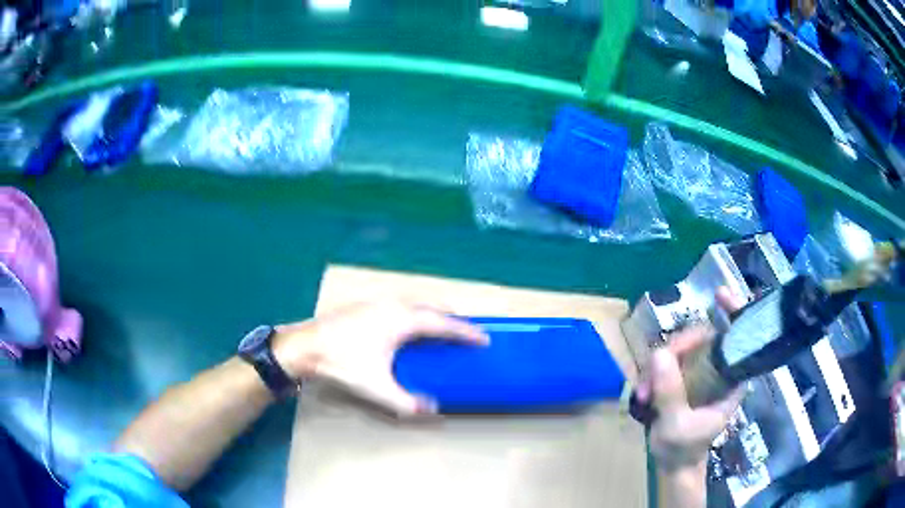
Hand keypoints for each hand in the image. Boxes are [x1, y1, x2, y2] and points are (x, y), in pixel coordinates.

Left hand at [272, 302, 488, 415]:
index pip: (444, 324)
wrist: (304, 346)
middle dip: (451, 317)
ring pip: (415, 302)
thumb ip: (407, 402)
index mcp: (403, 320)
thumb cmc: (343, 363)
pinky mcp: (365, 304)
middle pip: (432, 306)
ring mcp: (377, 301)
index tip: (484, 338)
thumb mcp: (377, 387)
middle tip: (463, 332)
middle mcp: (394, 304)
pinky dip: (415, 312)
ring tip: (439, 329)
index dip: (466, 332)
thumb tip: (432, 409)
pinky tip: (405, 327)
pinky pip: (401, 303)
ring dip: (432, 313)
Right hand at [634, 288, 746, 506]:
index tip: (719, 295)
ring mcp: (702, 373)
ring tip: (641, 391)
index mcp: (731, 381)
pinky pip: (670, 360)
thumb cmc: (683, 449)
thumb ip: (670, 392)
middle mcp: (720, 371)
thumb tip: (659, 353)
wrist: (674, 464)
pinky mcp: (686, 377)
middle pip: (702, 337)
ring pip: (682, 348)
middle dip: (675, 348)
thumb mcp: (676, 425)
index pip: (739, 339)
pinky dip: (653, 371)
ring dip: (658, 364)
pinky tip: (642, 390)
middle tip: (651, 368)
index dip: (733, 313)